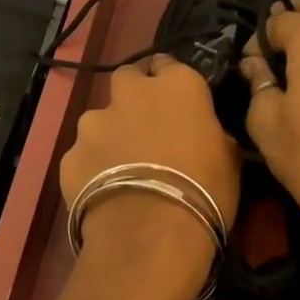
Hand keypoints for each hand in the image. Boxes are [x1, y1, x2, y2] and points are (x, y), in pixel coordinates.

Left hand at [61, 55, 241, 275]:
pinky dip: (91, 167)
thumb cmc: (204, 192)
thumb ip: (211, 132)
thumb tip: (204, 133)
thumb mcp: (228, 159)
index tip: (177, 104)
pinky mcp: (70, 154)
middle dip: (134, 96)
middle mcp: (131, 93)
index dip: (171, 84)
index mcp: (177, 85)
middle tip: (146, 128)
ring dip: (110, 134)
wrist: (150, 235)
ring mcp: (94, 122)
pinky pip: (83, 155)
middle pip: (128, 78)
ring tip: (121, 169)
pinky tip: (103, 193)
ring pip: (100, 118)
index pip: (169, 65)